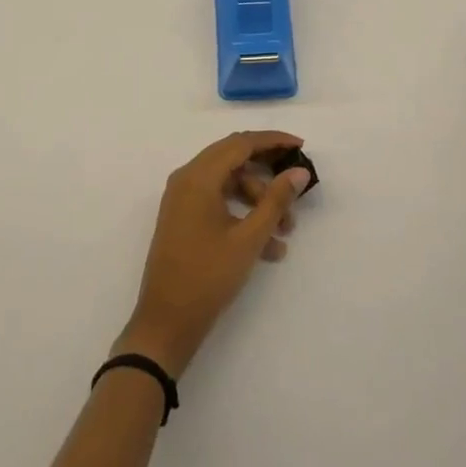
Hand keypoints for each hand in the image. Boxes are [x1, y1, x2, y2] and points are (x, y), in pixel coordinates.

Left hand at [113, 131, 311, 377]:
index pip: (241, 143)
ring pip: (228, 183)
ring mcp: (183, 198)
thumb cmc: (207, 277)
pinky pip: (218, 202)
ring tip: (286, 231)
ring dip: (258, 201)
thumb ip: (275, 201)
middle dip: (267, 173)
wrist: (165, 325)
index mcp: (198, 175)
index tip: (300, 145)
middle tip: (295, 185)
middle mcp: (187, 178)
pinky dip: (242, 215)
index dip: (272, 141)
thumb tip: (298, 171)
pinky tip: (269, 247)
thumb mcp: (248, 239)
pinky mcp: (183, 217)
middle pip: (234, 159)